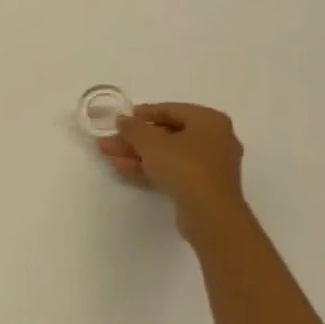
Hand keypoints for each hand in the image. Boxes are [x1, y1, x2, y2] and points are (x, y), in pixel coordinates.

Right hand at [100, 102, 247, 224]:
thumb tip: (122, 120)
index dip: (142, 113)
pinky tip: (124, 169)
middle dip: (135, 138)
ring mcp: (210, 166)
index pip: (170, 110)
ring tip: (109, 155)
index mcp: (209, 120)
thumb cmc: (184, 166)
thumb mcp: (150, 142)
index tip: (120, 119)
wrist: (210, 214)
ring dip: (137, 154)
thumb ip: (132, 127)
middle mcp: (215, 139)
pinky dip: (150, 168)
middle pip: (167, 134)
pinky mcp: (203, 187)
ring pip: (168, 154)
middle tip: (110, 141)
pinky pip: (173, 171)